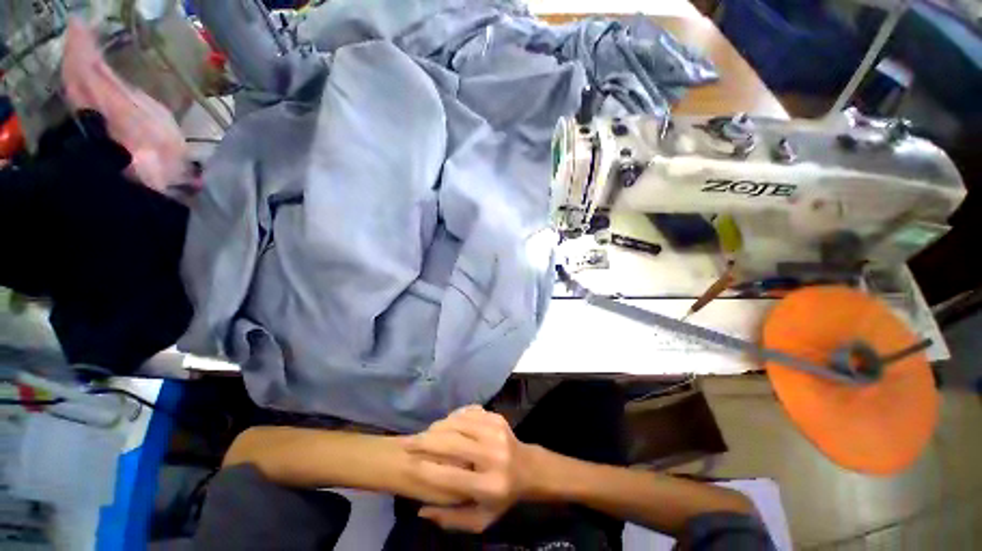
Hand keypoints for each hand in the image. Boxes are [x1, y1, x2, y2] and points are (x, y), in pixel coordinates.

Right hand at [405, 405, 534, 532]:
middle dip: (426, 442)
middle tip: (408, 443)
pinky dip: (453, 417)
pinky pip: (469, 413)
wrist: (529, 468)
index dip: (425, 469)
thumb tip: (421, 511)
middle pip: (452, 444)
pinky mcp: (497, 417)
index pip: (450, 477)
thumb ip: (451, 520)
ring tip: (425, 434)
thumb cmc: (502, 498)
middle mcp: (493, 455)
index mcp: (489, 485)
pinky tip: (445, 424)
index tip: (408, 465)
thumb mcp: (480, 520)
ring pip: (459, 423)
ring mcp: (496, 432)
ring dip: (438, 427)